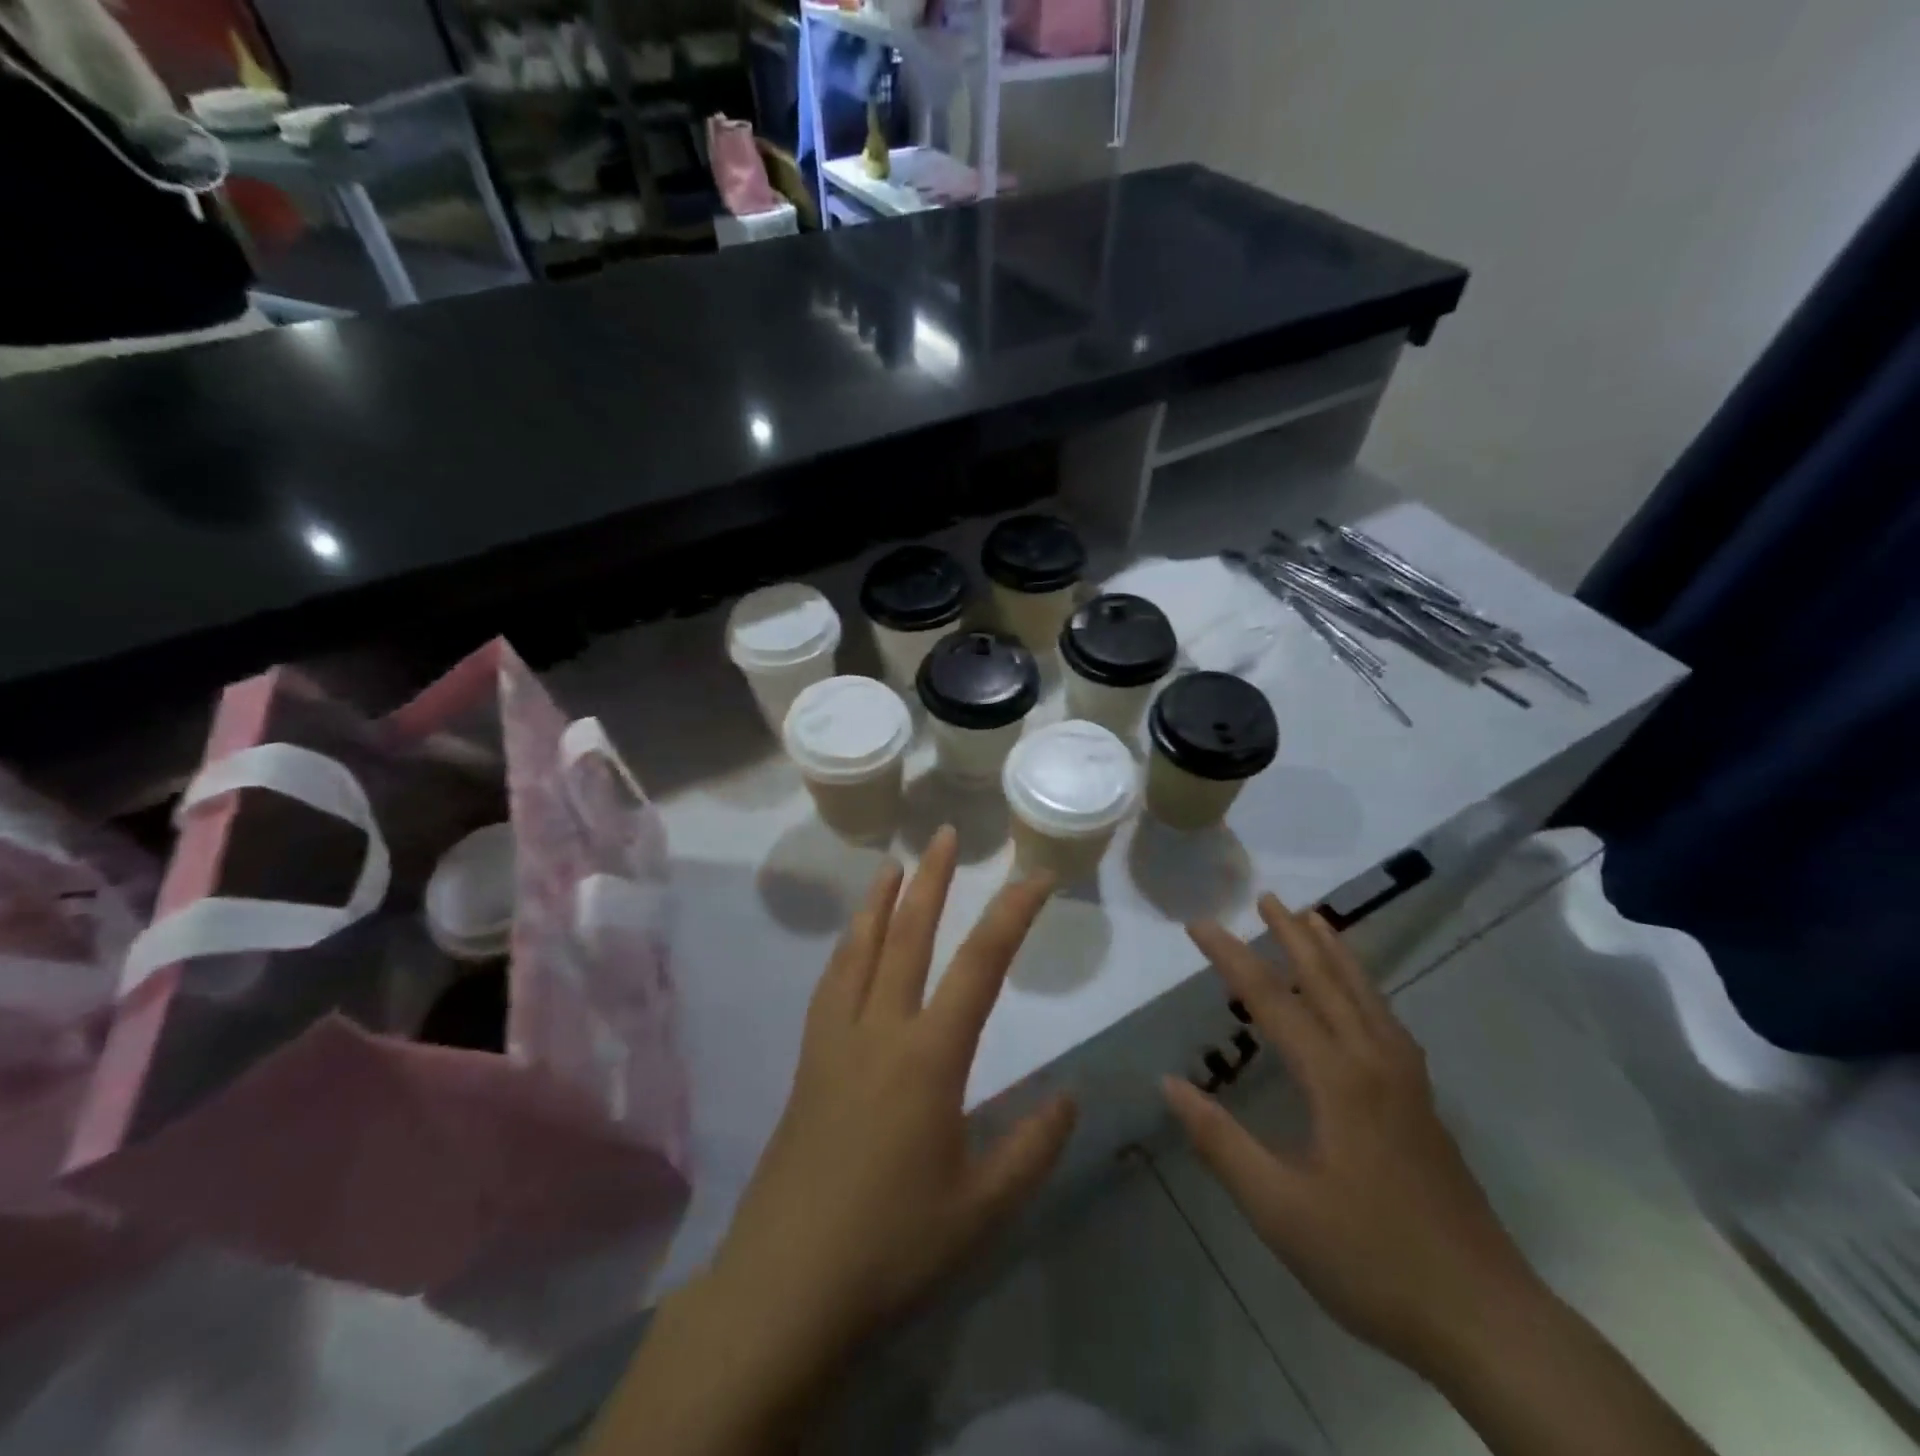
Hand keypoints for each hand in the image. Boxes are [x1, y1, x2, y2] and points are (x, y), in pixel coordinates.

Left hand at [708, 827, 1077, 1368]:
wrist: (785, 1288)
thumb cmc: (892, 1248)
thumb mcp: (982, 1208)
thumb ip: (1032, 1146)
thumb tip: (1069, 1096)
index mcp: (928, 1058)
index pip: (980, 966)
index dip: (1012, 914)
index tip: (1036, 876)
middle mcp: (879, 1032)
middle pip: (907, 936)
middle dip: (931, 881)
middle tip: (944, 836)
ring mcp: (834, 1043)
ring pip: (857, 951)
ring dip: (878, 903)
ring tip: (889, 866)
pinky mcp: (806, 1064)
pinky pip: (829, 985)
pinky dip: (845, 949)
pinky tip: (850, 946)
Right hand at [1163, 895, 1541, 1375]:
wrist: (1487, 1321)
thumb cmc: (1372, 1261)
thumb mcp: (1279, 1210)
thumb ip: (1220, 1141)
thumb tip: (1168, 1083)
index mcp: (1338, 1080)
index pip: (1273, 1001)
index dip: (1232, 958)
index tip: (1199, 924)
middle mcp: (1375, 1065)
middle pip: (1330, 982)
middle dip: (1294, 936)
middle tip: (1267, 897)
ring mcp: (1407, 1084)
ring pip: (1367, 997)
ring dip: (1336, 954)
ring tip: (1316, 921)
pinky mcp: (1423, 1106)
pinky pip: (1387, 1022)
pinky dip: (1364, 990)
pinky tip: (1360, 1000)